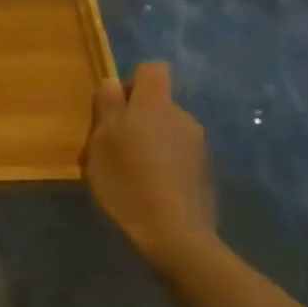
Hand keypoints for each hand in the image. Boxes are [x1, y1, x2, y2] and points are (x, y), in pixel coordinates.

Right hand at [84, 62, 215, 277]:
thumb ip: (107, 106)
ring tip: (131, 173)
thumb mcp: (101, 142)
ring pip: (167, 130)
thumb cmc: (128, 182)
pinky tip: (150, 189)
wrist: (176, 237)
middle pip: (157, 103)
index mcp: (156, 105)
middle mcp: (182, 117)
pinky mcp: (206, 173)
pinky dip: (164, 163)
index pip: (152, 69)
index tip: (115, 107)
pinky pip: (178, 155)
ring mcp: (199, 146)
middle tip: (113, 147)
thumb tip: (114, 83)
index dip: (132, 81)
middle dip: (136, 117)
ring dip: (150, 141)